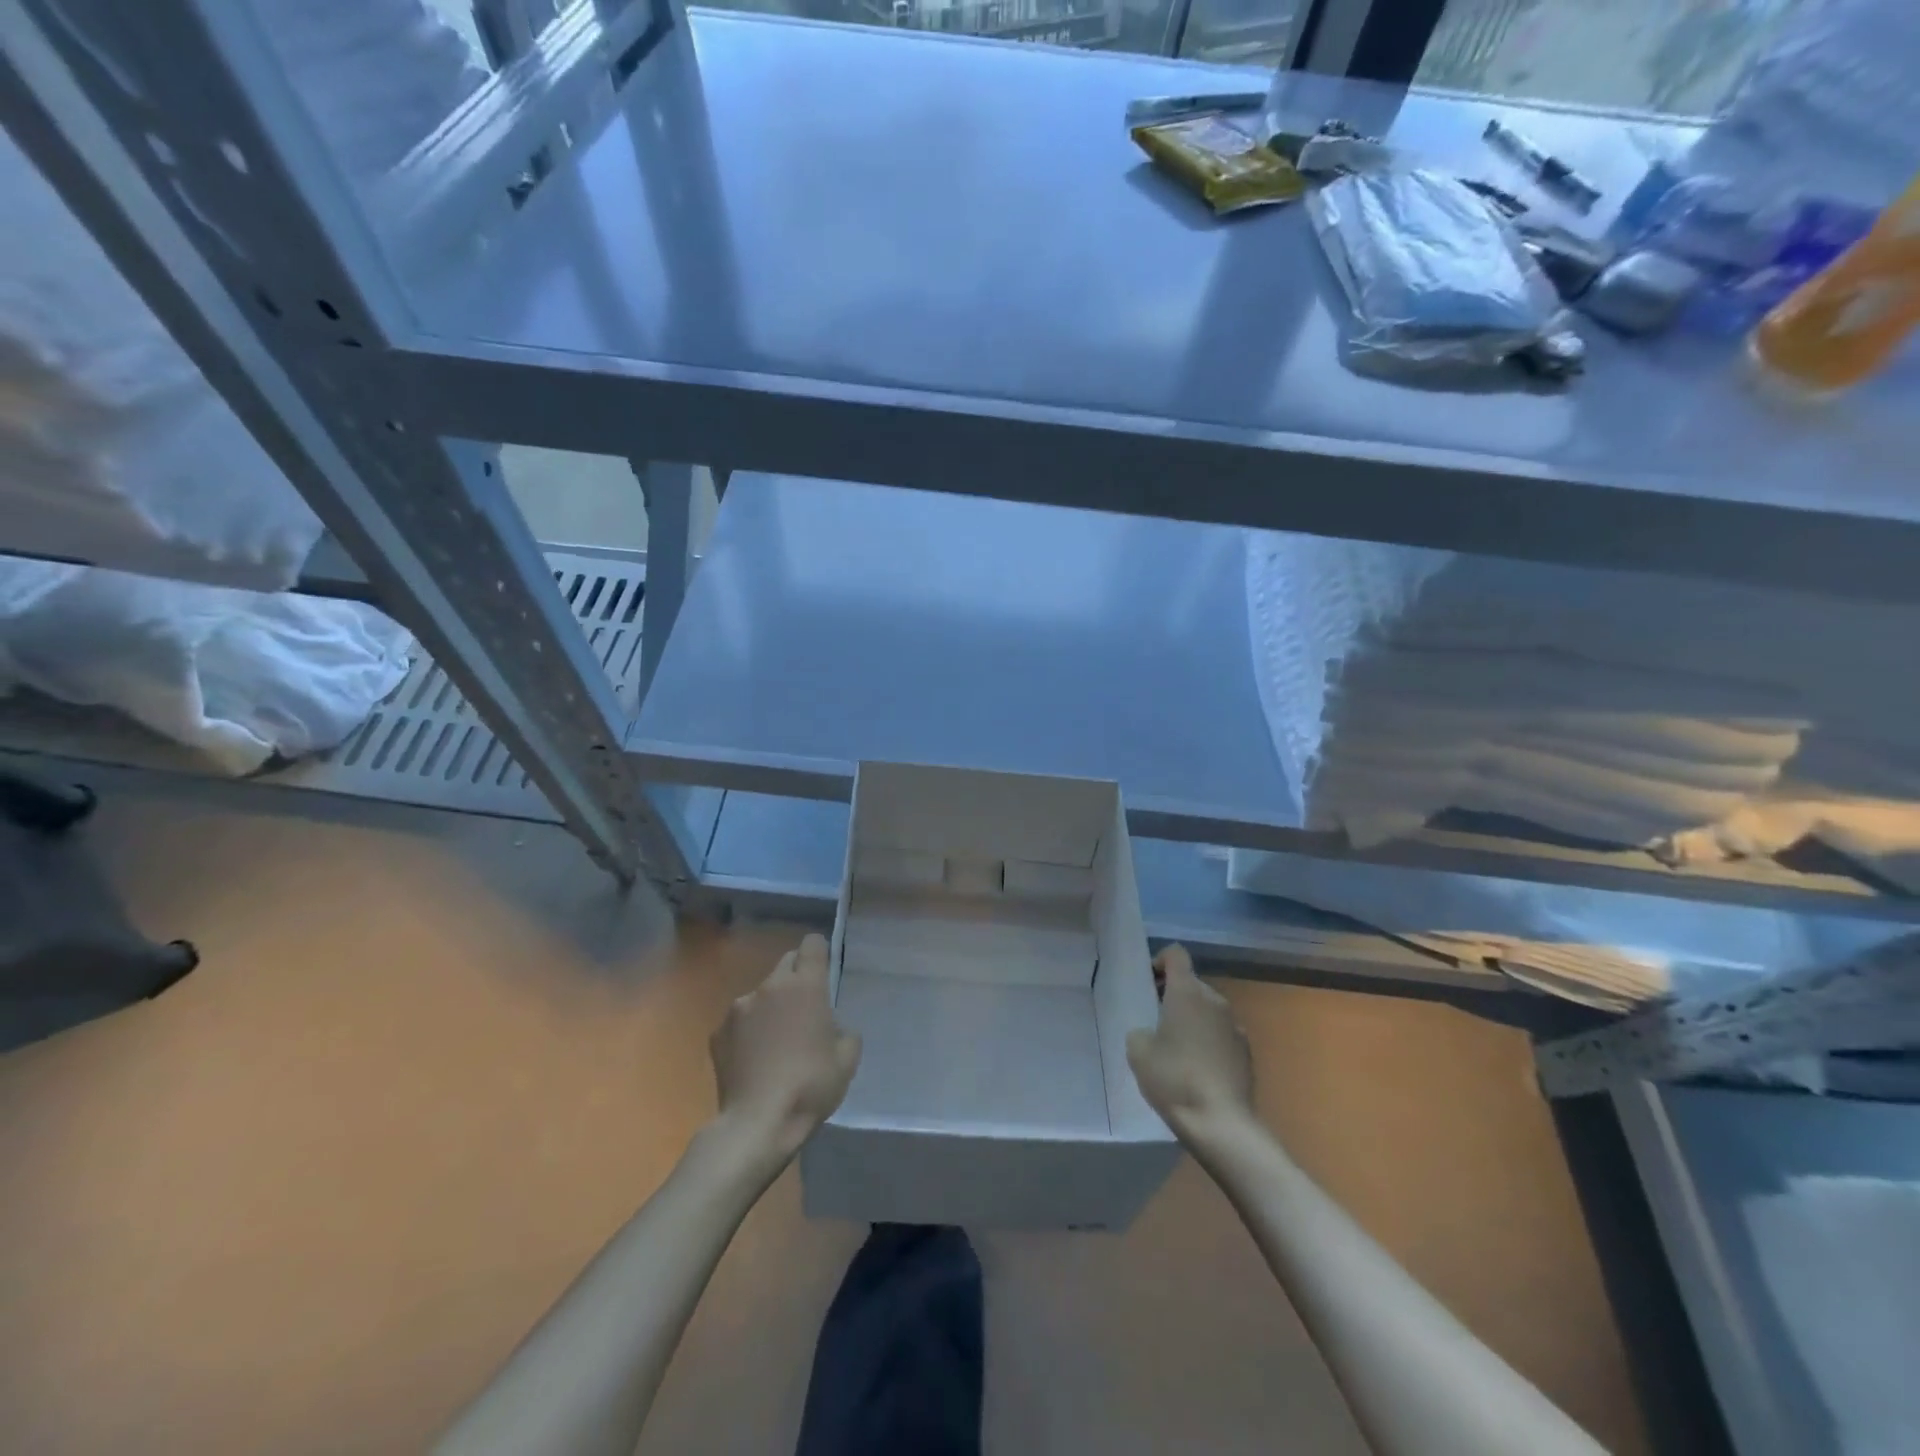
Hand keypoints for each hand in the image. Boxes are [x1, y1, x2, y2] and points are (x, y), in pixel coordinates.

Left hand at [709, 933, 861, 1169]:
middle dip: (796, 978)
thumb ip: (843, 1032)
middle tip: (804, 1010)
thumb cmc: (811, 1086)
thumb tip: (831, 1027)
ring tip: (776, 1043)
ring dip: (771, 1007)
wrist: (757, 1123)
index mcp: (806, 986)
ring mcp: (739, 1008)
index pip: (812, 944)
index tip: (823, 971)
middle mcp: (770, 987)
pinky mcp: (718, 1032)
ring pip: (761, 994)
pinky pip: (740, 1021)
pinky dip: (749, 1031)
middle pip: (786, 963)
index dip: (819, 953)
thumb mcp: (847, 1060)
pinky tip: (754, 1060)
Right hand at [1126, 945, 1255, 1143]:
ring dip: (1192, 1019)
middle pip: (1192, 983)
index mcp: (1187, 992)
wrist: (1221, 1123)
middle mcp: (1214, 1000)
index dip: (1160, 961)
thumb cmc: (1174, 1078)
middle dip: (1173, 995)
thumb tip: (1151, 1033)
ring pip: (1208, 1009)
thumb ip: (1140, 1030)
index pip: (1176, 954)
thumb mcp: (1138, 1052)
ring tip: (1177, 1048)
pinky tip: (1198, 1068)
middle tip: (1156, 1021)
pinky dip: (1208, 1040)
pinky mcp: (1246, 1051)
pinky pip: (1221, 1033)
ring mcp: (1234, 1025)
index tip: (1149, 983)